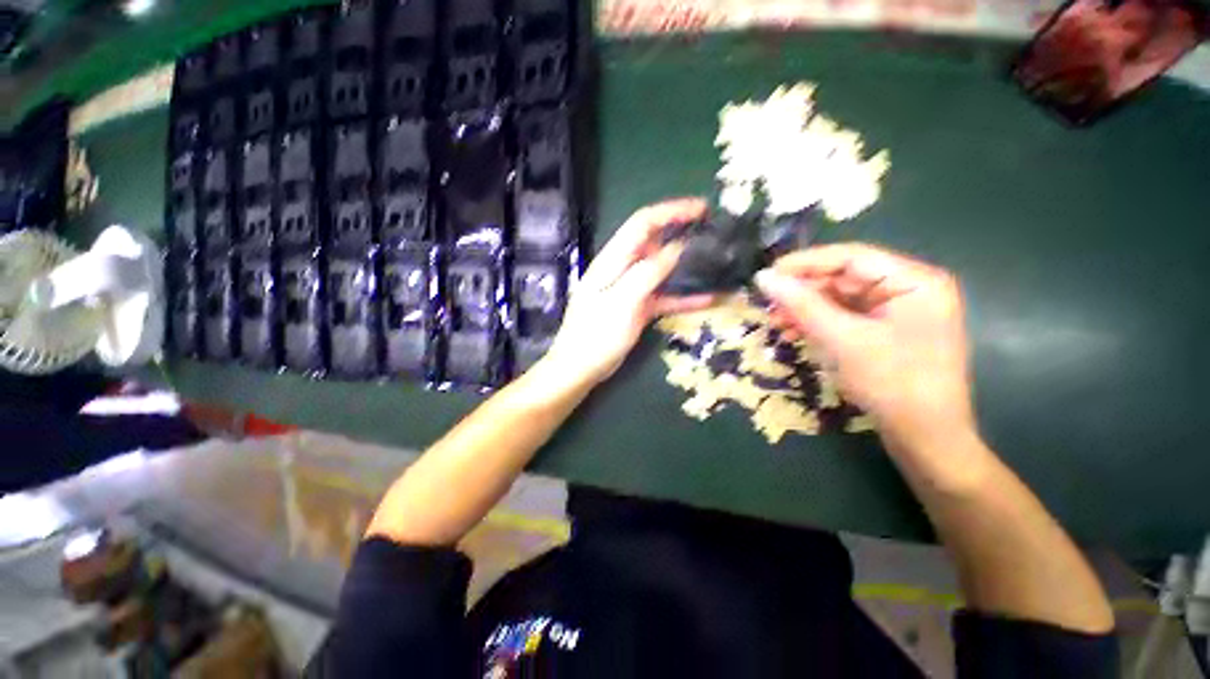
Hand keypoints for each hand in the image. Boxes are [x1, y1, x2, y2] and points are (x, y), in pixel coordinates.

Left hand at [539, 198, 714, 387]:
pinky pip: (665, 296)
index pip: (644, 223)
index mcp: (613, 259)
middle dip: (683, 233)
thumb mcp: (622, 301)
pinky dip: (684, 296)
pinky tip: (708, 299)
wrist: (581, 367)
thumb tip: (678, 247)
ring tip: (715, 262)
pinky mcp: (639, 307)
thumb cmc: (596, 334)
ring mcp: (632, 288)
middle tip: (713, 234)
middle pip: (656, 242)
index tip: (702, 208)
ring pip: (664, 269)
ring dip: (687, 265)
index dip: (672, 211)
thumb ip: (648, 272)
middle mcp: (624, 268)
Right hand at [754, 243, 975, 455]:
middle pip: (843, 278)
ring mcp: (896, 313)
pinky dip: (817, 325)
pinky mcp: (884, 333)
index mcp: (913, 281)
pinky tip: (793, 334)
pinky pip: (843, 319)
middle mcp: (907, 290)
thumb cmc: (892, 384)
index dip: (805, 263)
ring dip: (805, 310)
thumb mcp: (842, 340)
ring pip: (839, 300)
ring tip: (775, 323)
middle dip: (803, 292)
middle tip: (768, 304)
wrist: (925, 439)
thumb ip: (802, 305)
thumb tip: (763, 278)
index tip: (767, 274)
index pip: (850, 257)